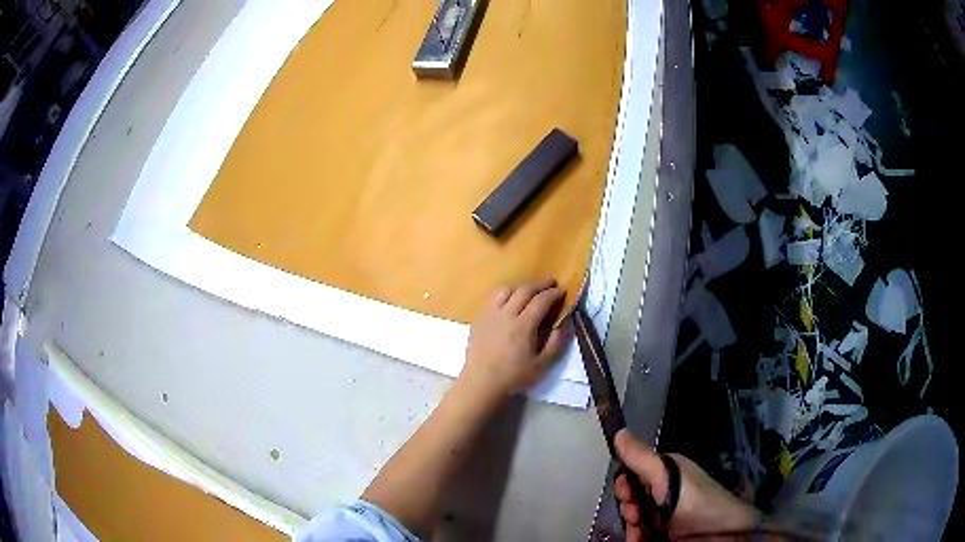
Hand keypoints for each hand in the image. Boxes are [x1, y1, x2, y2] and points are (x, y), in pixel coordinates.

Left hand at [460, 279, 569, 402]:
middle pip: (524, 290)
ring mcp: (490, 314)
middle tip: (550, 282)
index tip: (562, 290)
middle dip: (539, 284)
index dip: (553, 294)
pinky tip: (508, 300)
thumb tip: (565, 326)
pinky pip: (492, 298)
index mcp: (523, 325)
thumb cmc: (513, 376)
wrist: (481, 382)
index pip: (541, 301)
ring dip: (520, 286)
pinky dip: (504, 294)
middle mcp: (506, 314)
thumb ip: (555, 345)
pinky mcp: (479, 319)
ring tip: (529, 290)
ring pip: (505, 290)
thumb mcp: (541, 365)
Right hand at [614, 430, 760, 540]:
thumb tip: (618, 432)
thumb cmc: (695, 501)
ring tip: (641, 532)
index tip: (626, 494)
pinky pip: (639, 535)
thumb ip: (641, 458)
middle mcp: (664, 493)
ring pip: (633, 519)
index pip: (634, 475)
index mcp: (666, 473)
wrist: (718, 534)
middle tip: (636, 515)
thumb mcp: (667, 476)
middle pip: (631, 500)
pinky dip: (635, 537)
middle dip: (628, 508)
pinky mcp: (662, 536)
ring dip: (631, 526)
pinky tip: (639, 539)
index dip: (625, 485)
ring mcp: (663, 516)